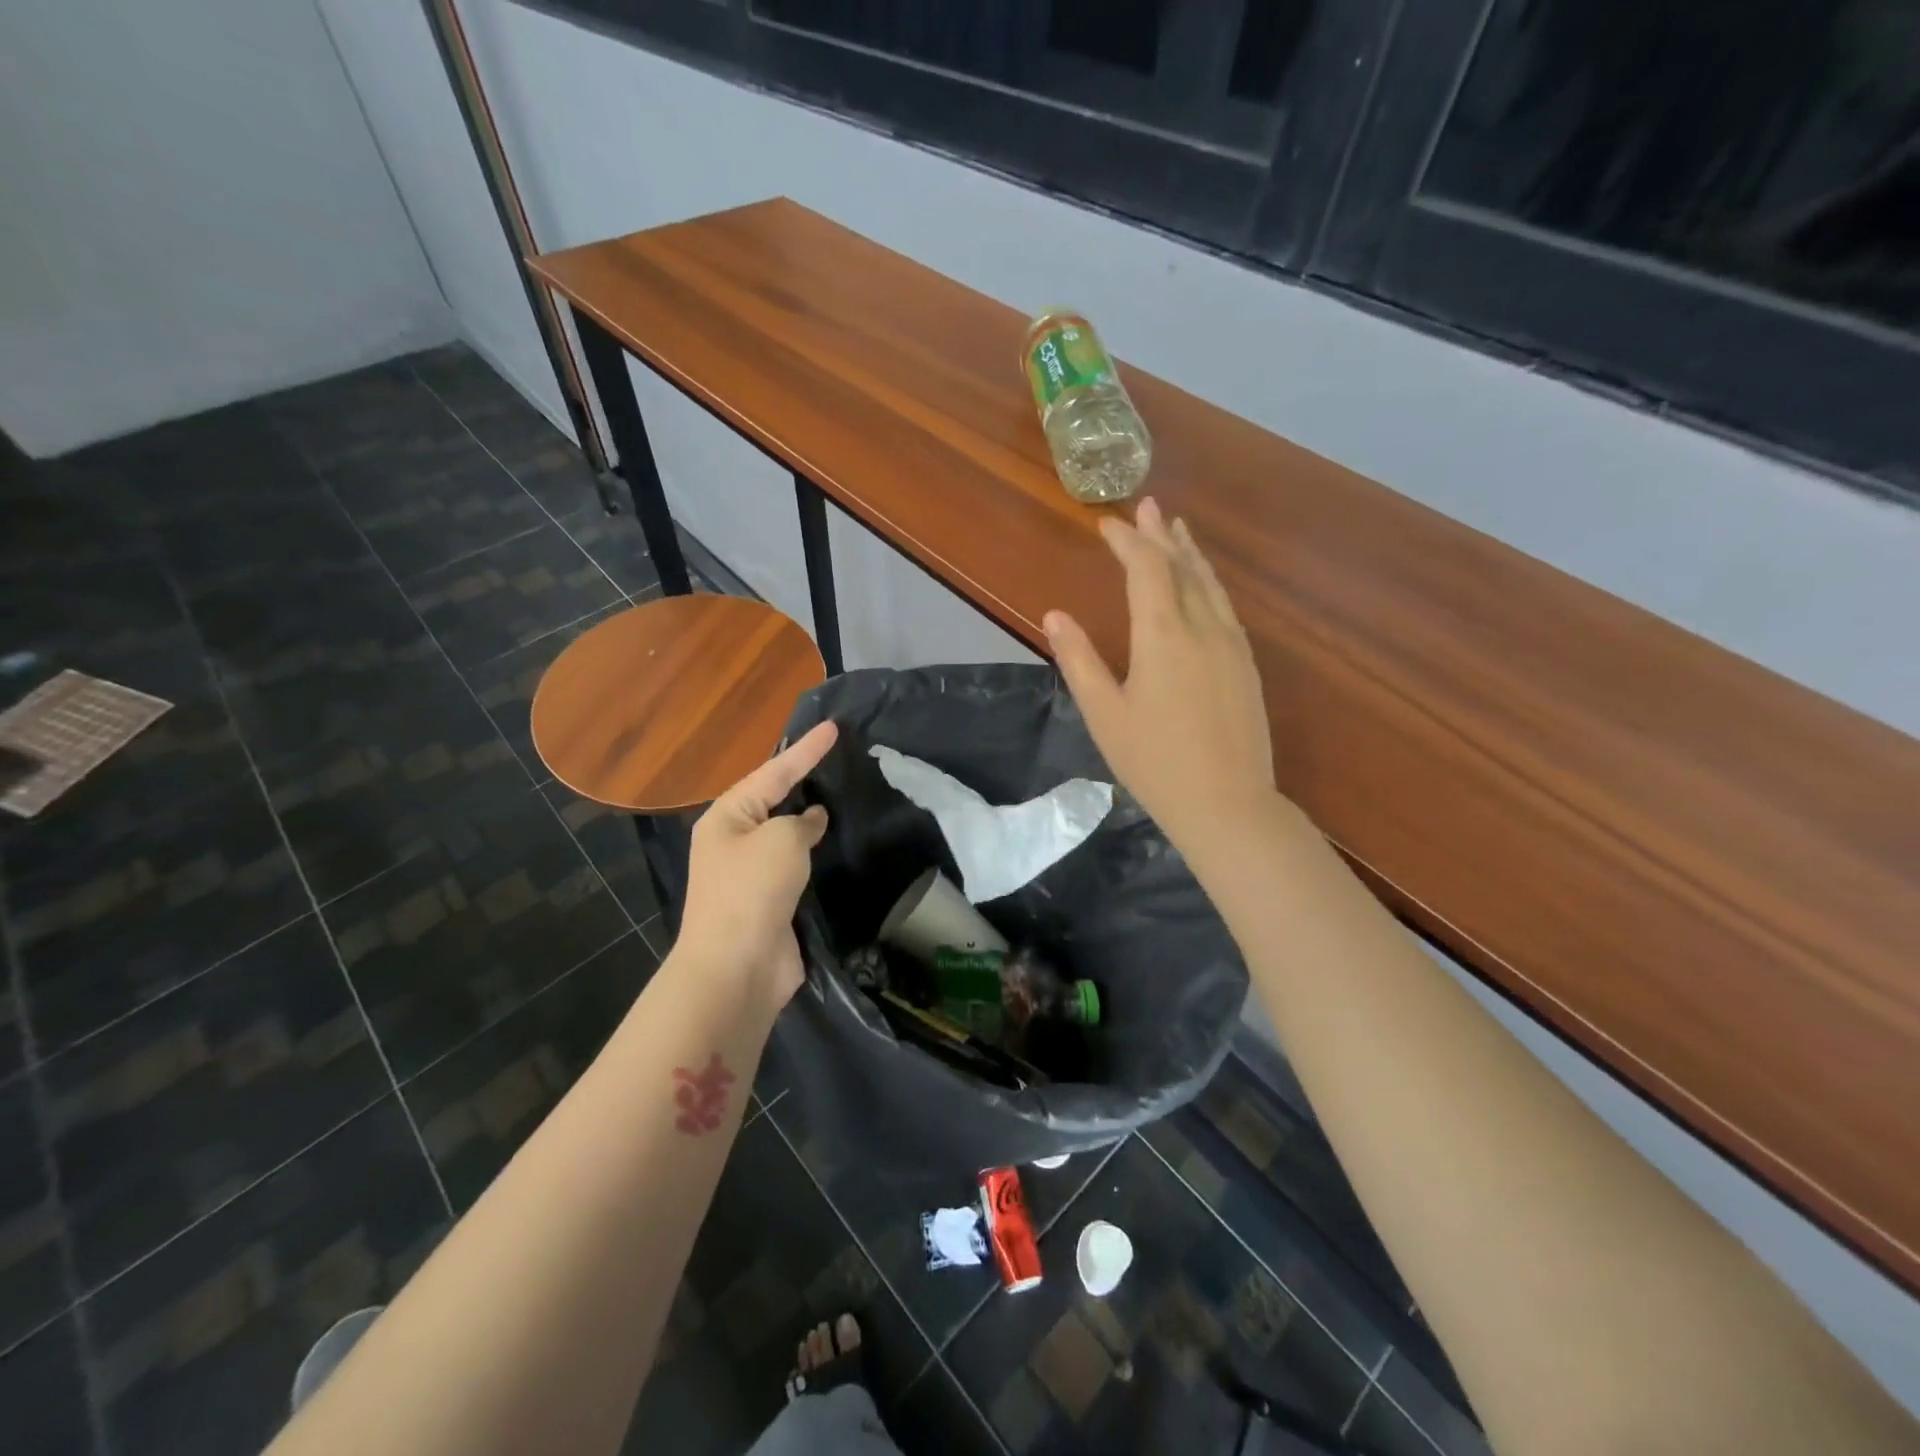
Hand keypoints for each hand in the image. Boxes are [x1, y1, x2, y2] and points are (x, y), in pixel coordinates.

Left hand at [677, 721, 839, 1013]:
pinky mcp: (770, 903)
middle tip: (836, 757)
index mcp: (727, 818)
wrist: (736, 969)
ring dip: (809, 820)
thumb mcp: (781, 840)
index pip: (773, 772)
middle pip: (774, 801)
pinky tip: (834, 846)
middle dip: (803, 780)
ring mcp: (750, 875)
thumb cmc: (753, 891)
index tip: (834, 727)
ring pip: (786, 836)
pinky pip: (795, 867)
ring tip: (840, 796)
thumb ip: (801, 821)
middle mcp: (734, 842)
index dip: (806, 750)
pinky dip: (813, 855)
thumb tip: (811, 820)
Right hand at [1044, 497, 1278, 860]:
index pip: (1146, 570)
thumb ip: (1079, 660)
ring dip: (1190, 554)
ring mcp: (1232, 645)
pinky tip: (1204, 586)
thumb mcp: (1104, 714)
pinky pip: (1225, 607)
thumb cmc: (1155, 762)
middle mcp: (1203, 627)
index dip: (1127, 542)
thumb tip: (1054, 615)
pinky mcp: (1247, 665)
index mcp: (1163, 635)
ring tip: (1178, 529)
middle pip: (1182, 567)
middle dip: (1160, 535)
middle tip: (1147, 506)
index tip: (1107, 524)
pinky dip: (1209, 583)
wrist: (1228, 804)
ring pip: (1210, 584)